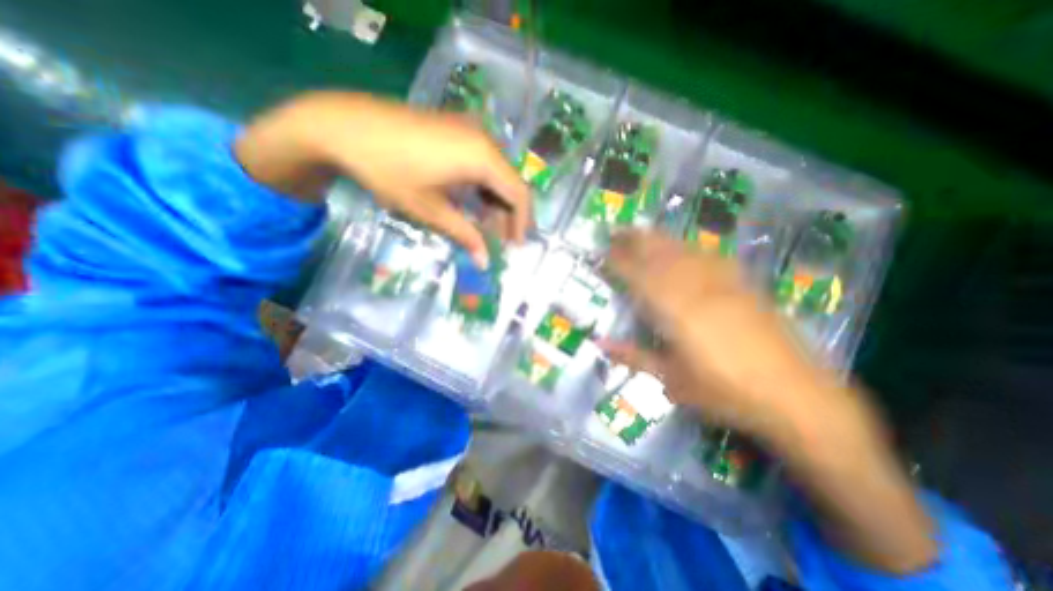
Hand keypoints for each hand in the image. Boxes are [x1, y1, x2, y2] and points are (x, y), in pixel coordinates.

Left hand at [235, 93, 530, 267]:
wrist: (342, 125)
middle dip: (509, 215)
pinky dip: (482, 187)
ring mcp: (470, 131)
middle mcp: (484, 140)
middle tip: (499, 242)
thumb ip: (465, 235)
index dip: (521, 223)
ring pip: (497, 174)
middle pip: (511, 183)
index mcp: (482, 157)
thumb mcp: (430, 210)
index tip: (514, 248)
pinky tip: (471, 204)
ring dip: (495, 202)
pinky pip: (482, 163)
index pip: (519, 194)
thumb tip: (485, 262)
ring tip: (484, 228)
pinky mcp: (456, 130)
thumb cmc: (389, 171)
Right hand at [601, 229, 840, 445]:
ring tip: (641, 230)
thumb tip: (599, 344)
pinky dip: (690, 248)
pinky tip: (684, 247)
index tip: (602, 252)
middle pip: (660, 256)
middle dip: (635, 240)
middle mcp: (696, 290)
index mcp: (675, 312)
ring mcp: (723, 284)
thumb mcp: (672, 380)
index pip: (639, 278)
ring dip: (659, 239)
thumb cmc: (726, 393)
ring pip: (684, 252)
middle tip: (616, 231)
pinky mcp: (744, 286)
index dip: (619, 262)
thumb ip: (633, 357)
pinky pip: (711, 258)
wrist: (797, 397)